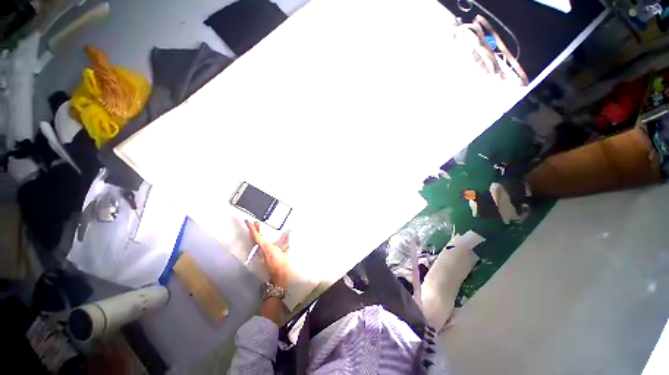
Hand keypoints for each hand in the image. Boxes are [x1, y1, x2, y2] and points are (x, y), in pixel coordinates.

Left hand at [245, 220, 290, 287]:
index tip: (248, 221)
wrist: (280, 276)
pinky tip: (264, 238)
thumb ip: (286, 241)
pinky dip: (260, 240)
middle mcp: (261, 250)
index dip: (252, 229)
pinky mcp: (263, 257)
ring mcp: (261, 254)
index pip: (257, 236)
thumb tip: (288, 234)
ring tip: (259, 228)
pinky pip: (260, 246)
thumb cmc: (282, 263)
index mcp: (266, 247)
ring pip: (257, 242)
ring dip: (257, 235)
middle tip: (254, 222)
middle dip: (254, 230)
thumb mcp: (286, 251)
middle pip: (255, 238)